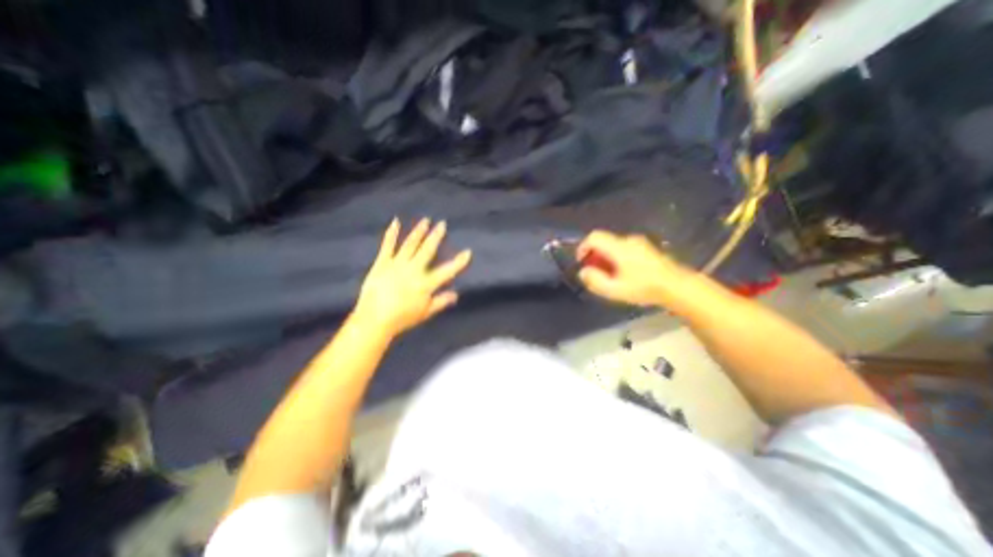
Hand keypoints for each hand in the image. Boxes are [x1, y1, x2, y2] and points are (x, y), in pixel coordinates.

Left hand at [353, 220, 471, 336]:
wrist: (374, 318)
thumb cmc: (402, 318)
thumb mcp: (426, 313)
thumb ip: (441, 302)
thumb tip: (456, 294)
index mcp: (426, 283)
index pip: (447, 271)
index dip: (459, 262)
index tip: (468, 252)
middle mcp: (414, 270)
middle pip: (427, 250)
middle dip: (436, 236)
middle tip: (442, 224)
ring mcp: (397, 264)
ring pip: (410, 244)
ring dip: (419, 231)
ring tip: (425, 220)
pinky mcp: (382, 263)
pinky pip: (387, 246)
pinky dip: (392, 233)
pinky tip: (396, 222)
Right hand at [575, 230, 692, 308]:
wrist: (677, 286)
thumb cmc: (644, 288)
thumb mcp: (615, 290)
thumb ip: (595, 280)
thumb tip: (583, 272)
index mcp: (619, 247)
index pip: (594, 237)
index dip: (583, 247)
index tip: (582, 262)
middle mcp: (628, 240)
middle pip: (603, 241)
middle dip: (594, 256)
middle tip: (595, 273)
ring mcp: (639, 243)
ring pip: (614, 246)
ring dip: (606, 258)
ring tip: (609, 276)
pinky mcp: (646, 248)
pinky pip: (624, 248)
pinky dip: (617, 258)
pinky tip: (623, 273)